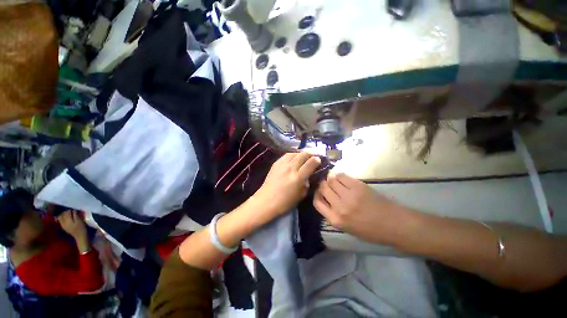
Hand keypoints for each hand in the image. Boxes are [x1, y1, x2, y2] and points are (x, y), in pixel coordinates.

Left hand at [57, 210, 88, 249]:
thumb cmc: (81, 228)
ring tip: (68, 212)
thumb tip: (73, 209)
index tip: (74, 207)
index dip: (70, 209)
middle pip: (63, 214)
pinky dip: (62, 217)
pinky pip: (60, 220)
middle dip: (66, 211)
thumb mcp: (80, 221)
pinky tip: (65, 217)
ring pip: (60, 217)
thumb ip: (75, 215)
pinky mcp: (63, 227)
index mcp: (67, 221)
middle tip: (71, 209)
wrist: (80, 237)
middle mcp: (63, 222)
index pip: (67, 212)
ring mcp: (62, 225)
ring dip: (63, 214)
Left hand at [251, 152, 320, 222]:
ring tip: (304, 156)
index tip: (319, 160)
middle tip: (313, 156)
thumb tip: (308, 176)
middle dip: (310, 154)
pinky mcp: (275, 164)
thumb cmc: (284, 202)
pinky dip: (292, 155)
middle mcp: (290, 168)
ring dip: (301, 153)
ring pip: (294, 153)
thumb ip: (306, 184)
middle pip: (303, 155)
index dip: (317, 160)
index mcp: (298, 177)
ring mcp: (282, 165)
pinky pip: (286, 155)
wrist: (265, 201)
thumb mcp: (300, 196)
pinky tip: (293, 158)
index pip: (310, 163)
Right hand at [313, 173, 405, 243]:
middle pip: (323, 188)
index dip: (316, 194)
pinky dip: (340, 175)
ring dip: (331, 178)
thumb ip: (333, 214)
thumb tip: (326, 199)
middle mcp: (339, 207)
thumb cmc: (371, 230)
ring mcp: (348, 195)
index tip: (319, 191)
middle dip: (323, 184)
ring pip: (331, 180)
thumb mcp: (347, 228)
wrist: (394, 225)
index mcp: (335, 220)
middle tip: (327, 183)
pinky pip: (342, 176)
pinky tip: (342, 178)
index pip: (317, 202)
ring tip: (335, 180)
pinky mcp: (358, 186)